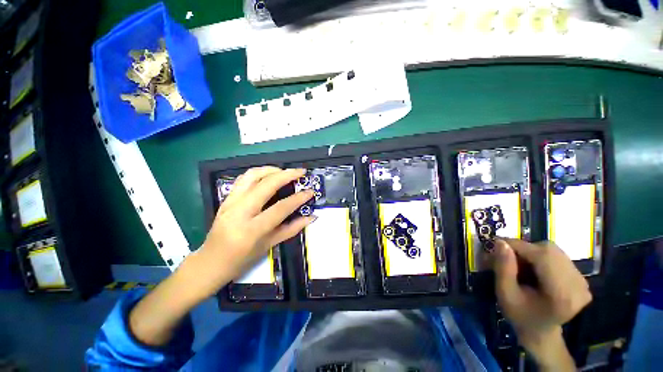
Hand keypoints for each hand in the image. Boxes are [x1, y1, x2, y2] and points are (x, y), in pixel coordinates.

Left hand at [190, 166, 314, 297]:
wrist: (210, 262)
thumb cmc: (241, 259)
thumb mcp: (269, 246)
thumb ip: (292, 229)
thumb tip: (311, 217)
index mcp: (251, 230)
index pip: (280, 208)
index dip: (298, 198)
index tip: (310, 191)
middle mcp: (239, 212)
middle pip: (266, 185)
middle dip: (287, 175)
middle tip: (301, 172)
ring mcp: (230, 203)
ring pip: (252, 176)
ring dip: (271, 169)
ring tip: (285, 171)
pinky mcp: (225, 199)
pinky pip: (243, 179)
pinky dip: (258, 173)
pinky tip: (268, 175)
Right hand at [492, 239, 591, 368]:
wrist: (540, 331)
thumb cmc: (520, 315)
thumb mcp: (505, 293)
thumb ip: (503, 268)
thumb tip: (501, 242)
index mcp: (562, 295)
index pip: (542, 257)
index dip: (518, 246)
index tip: (497, 244)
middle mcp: (578, 285)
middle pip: (549, 251)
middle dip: (524, 249)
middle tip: (507, 257)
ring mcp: (582, 281)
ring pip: (552, 251)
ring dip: (531, 252)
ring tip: (520, 265)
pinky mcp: (581, 277)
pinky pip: (557, 255)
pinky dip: (540, 256)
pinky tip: (533, 269)